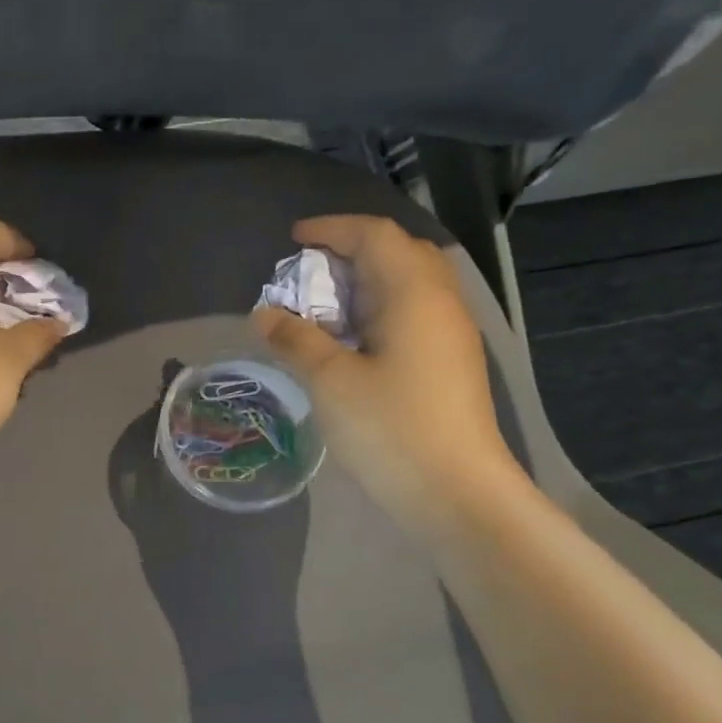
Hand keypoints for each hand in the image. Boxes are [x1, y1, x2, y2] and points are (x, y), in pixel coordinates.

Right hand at [250, 215, 520, 522]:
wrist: (458, 494)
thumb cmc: (391, 428)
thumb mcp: (330, 381)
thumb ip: (295, 340)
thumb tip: (263, 315)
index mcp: (414, 293)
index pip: (375, 235)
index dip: (332, 229)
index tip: (293, 239)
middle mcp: (440, 303)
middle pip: (398, 253)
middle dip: (351, 252)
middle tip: (309, 273)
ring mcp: (451, 336)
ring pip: (407, 287)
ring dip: (364, 285)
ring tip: (324, 308)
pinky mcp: (450, 365)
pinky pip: (412, 316)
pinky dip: (377, 313)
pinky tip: (352, 344)